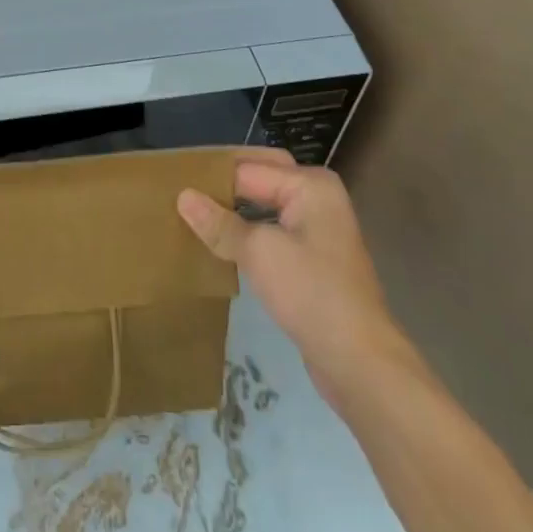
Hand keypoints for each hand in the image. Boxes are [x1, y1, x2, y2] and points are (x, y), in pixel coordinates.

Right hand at [177, 152, 402, 407]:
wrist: (360, 363)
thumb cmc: (311, 294)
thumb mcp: (259, 253)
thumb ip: (219, 223)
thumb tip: (182, 196)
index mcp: (310, 184)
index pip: (247, 168)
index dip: (211, 176)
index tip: (172, 181)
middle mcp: (317, 197)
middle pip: (260, 177)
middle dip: (224, 183)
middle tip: (182, 189)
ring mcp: (317, 229)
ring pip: (265, 204)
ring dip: (234, 208)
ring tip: (193, 213)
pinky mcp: (313, 258)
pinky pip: (272, 230)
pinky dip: (247, 230)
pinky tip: (220, 241)